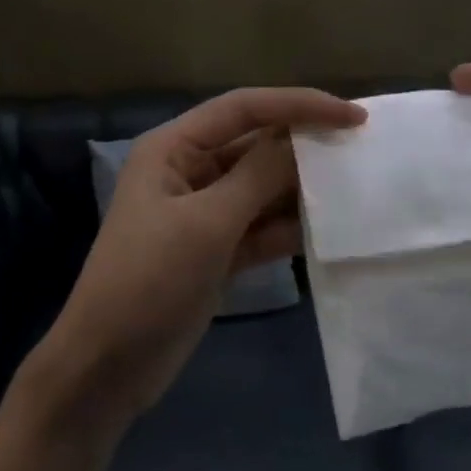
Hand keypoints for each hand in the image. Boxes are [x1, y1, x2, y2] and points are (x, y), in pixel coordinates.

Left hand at [53, 88, 364, 418]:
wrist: (108, 365)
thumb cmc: (149, 280)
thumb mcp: (206, 224)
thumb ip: (258, 177)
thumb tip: (304, 140)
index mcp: (173, 149)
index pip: (243, 109)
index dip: (298, 105)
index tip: (353, 117)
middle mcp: (188, 172)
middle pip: (255, 146)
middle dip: (304, 147)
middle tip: (362, 151)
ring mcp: (204, 214)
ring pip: (262, 189)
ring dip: (302, 189)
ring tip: (357, 188)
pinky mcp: (217, 251)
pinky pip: (261, 228)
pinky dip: (290, 228)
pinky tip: (329, 230)